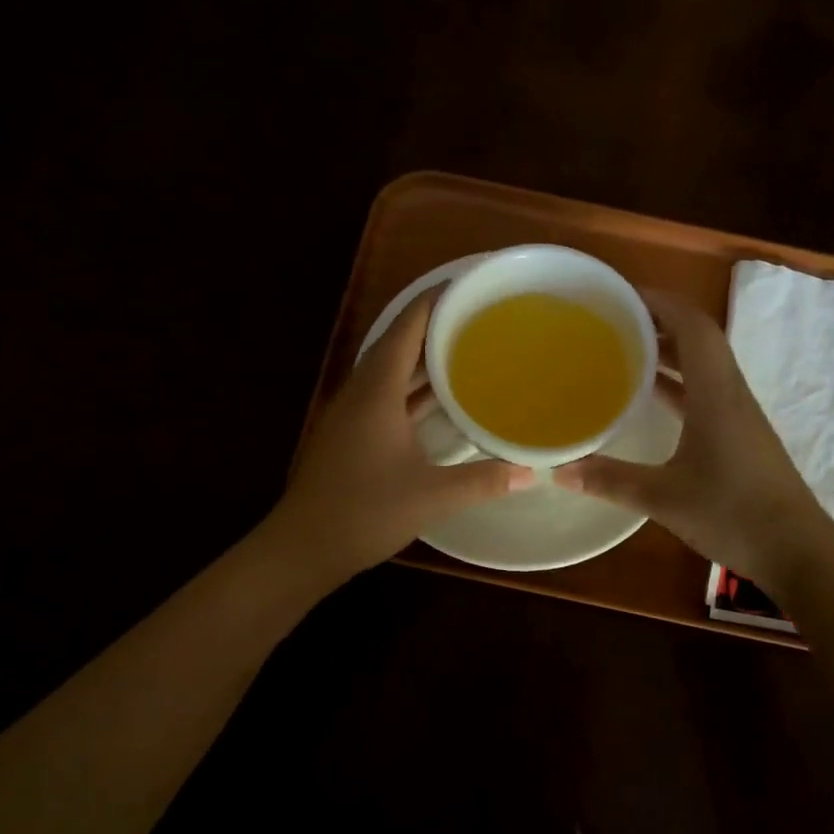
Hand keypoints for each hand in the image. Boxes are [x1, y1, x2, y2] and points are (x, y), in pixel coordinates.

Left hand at [270, 291, 532, 586]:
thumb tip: (529, 472)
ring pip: (390, 375)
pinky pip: (386, 399)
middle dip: (433, 328)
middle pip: (397, 346)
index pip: (405, 330)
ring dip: (422, 361)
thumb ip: (483, 481)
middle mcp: (361, 395)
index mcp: (376, 393)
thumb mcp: (432, 496)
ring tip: (464, 351)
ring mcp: (351, 417)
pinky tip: (438, 402)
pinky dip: (412, 392)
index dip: (433, 302)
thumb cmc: (364, 511)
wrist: (304, 547)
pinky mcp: (351, 438)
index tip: (465, 286)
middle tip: (476, 319)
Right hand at [555, 290, 833, 594]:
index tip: (622, 294)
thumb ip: (611, 481)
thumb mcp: (664, 498)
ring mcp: (739, 416)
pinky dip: (677, 386)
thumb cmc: (732, 513)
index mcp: (716, 393)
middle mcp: (730, 394)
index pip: (693, 325)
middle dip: (658, 323)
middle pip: (698, 340)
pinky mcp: (740, 438)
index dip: (661, 301)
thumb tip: (559, 471)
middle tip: (613, 320)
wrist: (796, 550)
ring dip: (668, 354)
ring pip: (702, 368)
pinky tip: (650, 400)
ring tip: (624, 350)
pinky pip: (705, 394)